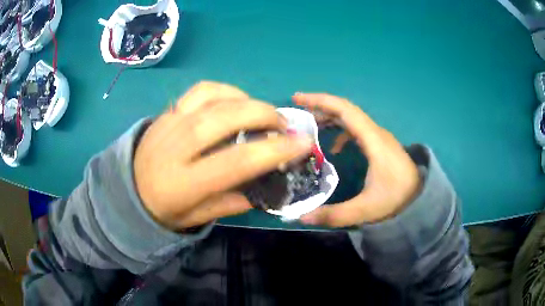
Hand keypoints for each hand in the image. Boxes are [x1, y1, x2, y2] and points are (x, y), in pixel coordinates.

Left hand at [134, 81, 312, 229]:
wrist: (127, 190)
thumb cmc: (162, 210)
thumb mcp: (196, 217)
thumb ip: (230, 203)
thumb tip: (263, 188)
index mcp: (183, 182)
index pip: (236, 162)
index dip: (274, 151)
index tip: (302, 143)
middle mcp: (175, 146)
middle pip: (224, 118)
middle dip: (263, 115)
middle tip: (283, 124)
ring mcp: (169, 123)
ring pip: (212, 97)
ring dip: (246, 100)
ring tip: (262, 112)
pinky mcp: (167, 111)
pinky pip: (199, 90)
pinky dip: (224, 90)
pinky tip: (235, 101)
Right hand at [292, 93, 420, 226]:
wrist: (420, 200)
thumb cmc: (396, 200)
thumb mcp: (365, 210)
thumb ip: (334, 215)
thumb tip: (301, 217)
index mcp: (373, 140)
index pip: (345, 110)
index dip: (320, 101)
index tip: (298, 99)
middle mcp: (376, 133)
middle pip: (346, 110)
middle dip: (320, 106)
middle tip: (297, 112)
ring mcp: (379, 138)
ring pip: (351, 118)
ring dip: (330, 118)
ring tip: (310, 127)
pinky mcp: (380, 145)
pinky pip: (357, 129)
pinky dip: (341, 131)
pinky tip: (334, 148)